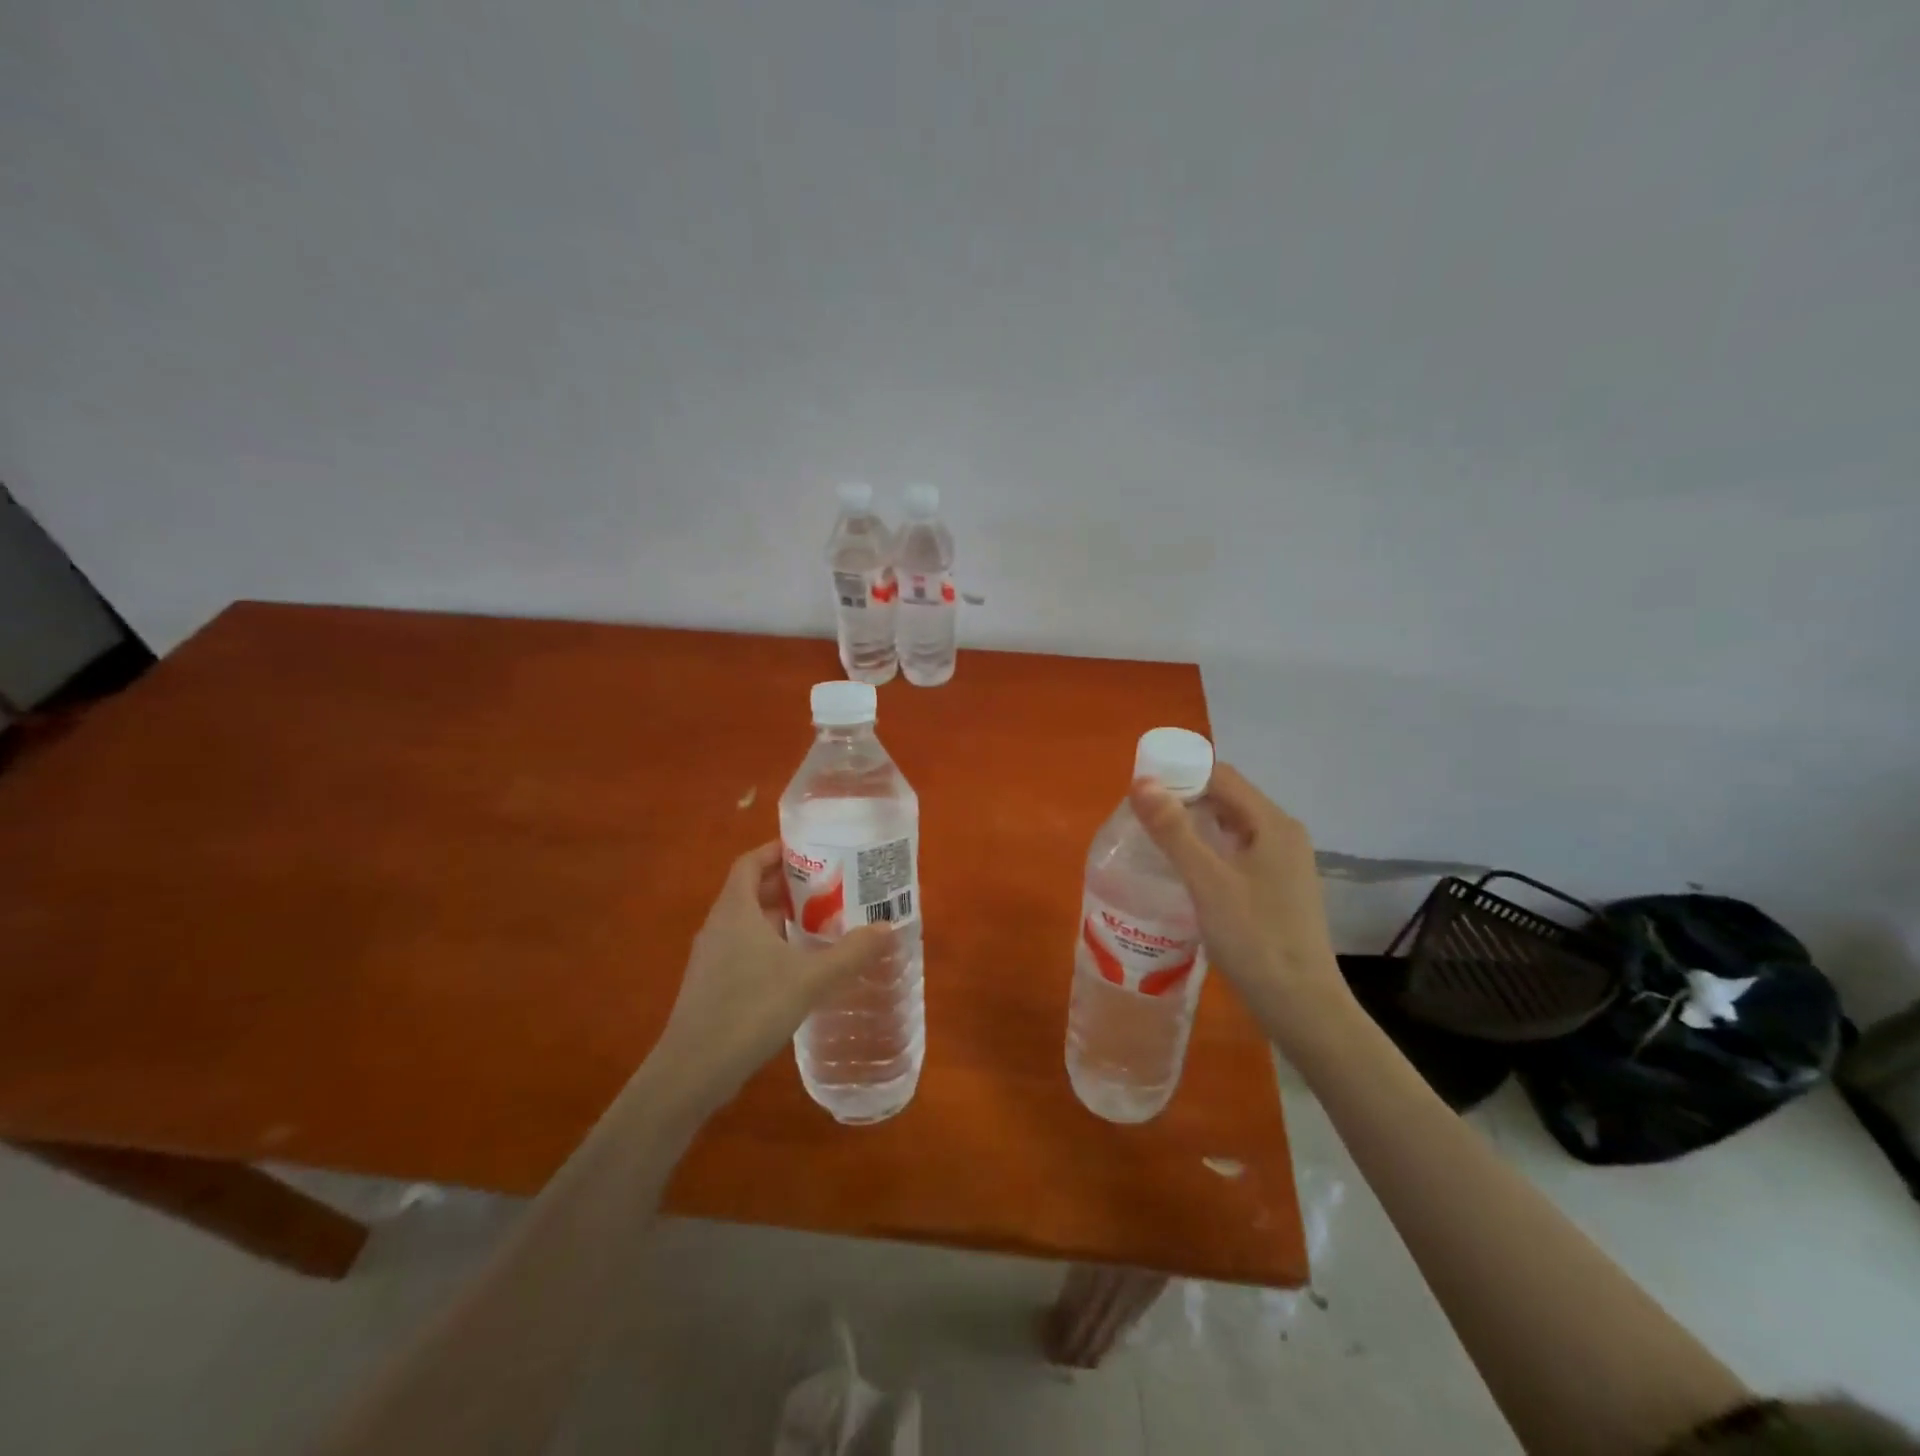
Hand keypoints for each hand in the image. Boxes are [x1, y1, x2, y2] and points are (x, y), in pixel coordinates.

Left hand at [648, 842, 891, 1113]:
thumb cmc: (750, 1009)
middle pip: (751, 890)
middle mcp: (719, 925)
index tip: (810, 850)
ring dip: (780, 916)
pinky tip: (797, 965)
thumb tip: (887, 928)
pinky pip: (743, 947)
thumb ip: (850, 953)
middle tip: (828, 885)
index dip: (777, 851)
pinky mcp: (711, 984)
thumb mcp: (810, 979)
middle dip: (788, 884)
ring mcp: (711, 957)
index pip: (751, 862)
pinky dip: (769, 944)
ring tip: (820, 921)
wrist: (693, 1070)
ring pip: (747, 921)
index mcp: (736, 910)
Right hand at [1130, 764, 1352, 1055]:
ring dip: (1194, 824)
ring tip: (1153, 837)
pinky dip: (1208, 848)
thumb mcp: (1207, 881)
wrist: (1302, 1007)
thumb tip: (1141, 782)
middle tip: (1139, 813)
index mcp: (1272, 823)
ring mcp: (1283, 863)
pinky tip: (1183, 868)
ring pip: (1231, 826)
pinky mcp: (1277, 889)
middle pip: (1227, 798)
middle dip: (1183, 797)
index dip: (1179, 772)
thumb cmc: (1255, 938)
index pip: (1221, 776)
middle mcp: (1282, 835)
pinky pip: (1236, 852)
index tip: (1140, 787)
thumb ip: (1174, 830)